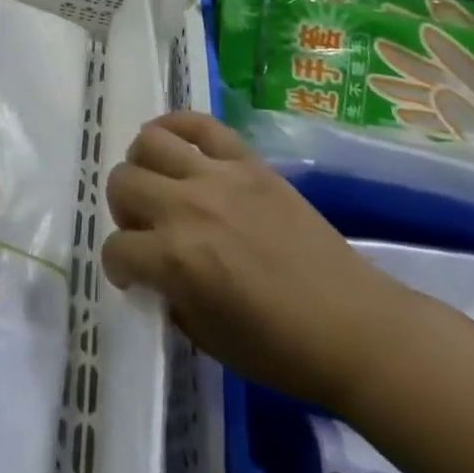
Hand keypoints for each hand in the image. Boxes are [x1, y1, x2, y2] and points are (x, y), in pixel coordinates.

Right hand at [103, 112, 410, 412]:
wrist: (356, 329)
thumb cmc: (282, 349)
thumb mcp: (208, 338)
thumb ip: (169, 296)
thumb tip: (154, 271)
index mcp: (176, 260)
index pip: (117, 249)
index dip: (119, 266)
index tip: (132, 275)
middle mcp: (188, 208)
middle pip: (122, 183)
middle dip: (123, 210)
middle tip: (145, 229)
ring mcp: (219, 177)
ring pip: (149, 142)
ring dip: (142, 165)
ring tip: (159, 184)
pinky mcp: (248, 161)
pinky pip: (200, 123)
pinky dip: (176, 125)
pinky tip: (174, 143)